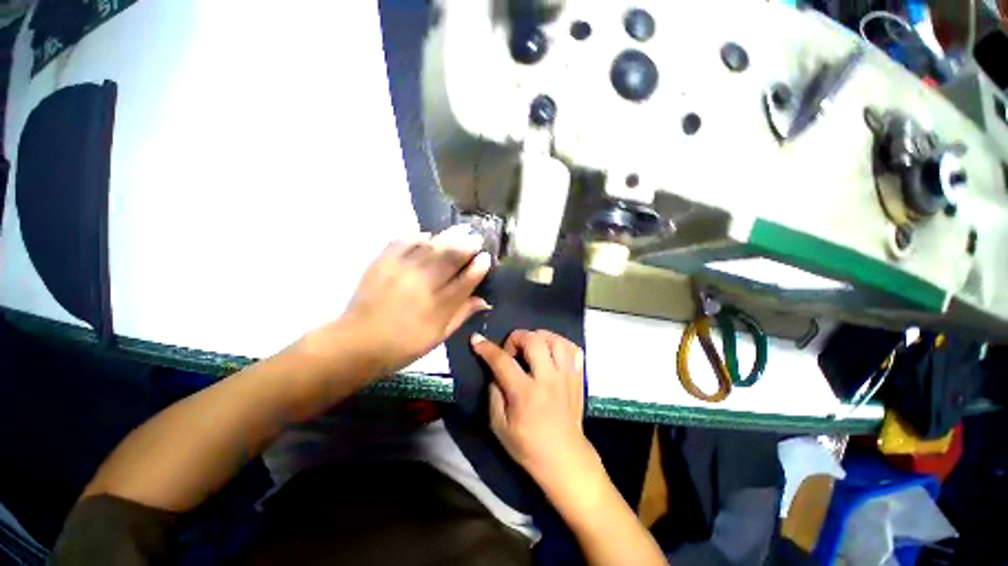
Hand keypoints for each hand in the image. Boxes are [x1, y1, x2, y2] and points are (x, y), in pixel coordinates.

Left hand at [304, 226, 491, 377]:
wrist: (357, 343)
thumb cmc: (404, 345)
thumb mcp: (439, 336)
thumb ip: (462, 314)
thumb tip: (484, 300)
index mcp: (439, 306)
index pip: (467, 279)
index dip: (479, 266)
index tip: (486, 257)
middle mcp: (424, 284)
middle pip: (451, 257)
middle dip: (468, 244)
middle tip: (476, 237)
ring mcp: (402, 270)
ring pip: (431, 246)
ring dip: (449, 236)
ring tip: (460, 230)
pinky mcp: (383, 263)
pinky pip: (404, 241)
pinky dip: (417, 236)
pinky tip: (426, 235)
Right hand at [472, 330, 595, 486]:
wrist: (565, 459)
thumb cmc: (528, 446)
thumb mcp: (499, 425)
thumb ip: (494, 393)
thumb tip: (495, 369)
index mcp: (525, 393)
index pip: (503, 361)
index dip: (486, 348)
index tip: (476, 339)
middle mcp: (548, 379)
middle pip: (534, 340)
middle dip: (516, 337)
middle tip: (511, 350)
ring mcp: (567, 376)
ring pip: (556, 340)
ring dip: (540, 337)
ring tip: (532, 347)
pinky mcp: (578, 378)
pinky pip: (574, 349)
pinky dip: (561, 345)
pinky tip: (552, 352)